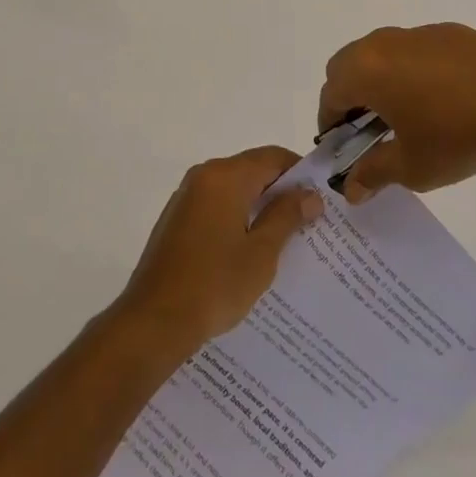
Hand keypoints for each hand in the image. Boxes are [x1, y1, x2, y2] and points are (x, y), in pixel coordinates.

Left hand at [115, 147, 323, 355]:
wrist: (154, 320)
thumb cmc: (214, 284)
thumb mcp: (261, 253)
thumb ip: (286, 216)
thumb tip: (310, 194)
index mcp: (225, 176)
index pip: (272, 157)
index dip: (299, 172)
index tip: (321, 196)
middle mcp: (204, 176)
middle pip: (252, 169)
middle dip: (281, 191)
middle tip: (309, 220)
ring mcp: (187, 196)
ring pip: (233, 189)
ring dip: (259, 206)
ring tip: (286, 238)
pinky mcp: (177, 219)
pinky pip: (216, 206)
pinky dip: (237, 217)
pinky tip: (250, 250)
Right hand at [319, 23, 475, 201]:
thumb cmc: (456, 136)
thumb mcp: (411, 166)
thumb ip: (373, 173)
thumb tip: (351, 188)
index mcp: (365, 71)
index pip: (330, 94)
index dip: (330, 123)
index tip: (342, 148)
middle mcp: (383, 43)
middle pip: (348, 64)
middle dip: (350, 96)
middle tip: (369, 130)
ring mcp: (417, 34)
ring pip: (382, 53)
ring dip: (381, 80)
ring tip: (407, 114)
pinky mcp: (449, 33)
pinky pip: (416, 50)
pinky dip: (414, 70)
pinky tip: (443, 99)